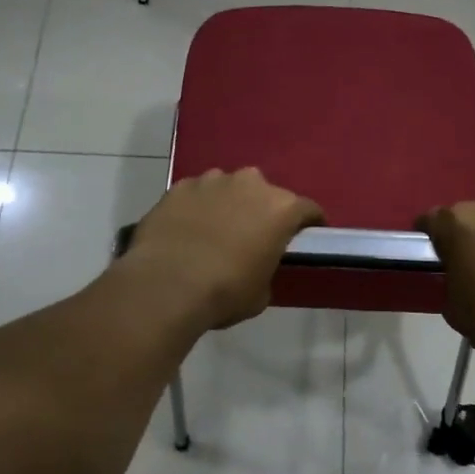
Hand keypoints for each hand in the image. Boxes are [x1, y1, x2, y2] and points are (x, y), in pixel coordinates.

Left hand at [123, 168, 323, 330]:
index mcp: (281, 208)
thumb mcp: (261, 292)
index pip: (308, 209)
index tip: (305, 236)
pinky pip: (197, 193)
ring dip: (228, 203)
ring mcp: (212, 181)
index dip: (309, 224)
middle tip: (253, 235)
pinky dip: (197, 206)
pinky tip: (187, 228)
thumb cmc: (225, 292)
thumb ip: (267, 269)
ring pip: (229, 187)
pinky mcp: (179, 186)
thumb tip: (256, 265)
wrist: (165, 286)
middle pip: (266, 193)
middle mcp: (251, 184)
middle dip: (263, 210)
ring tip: (216, 230)